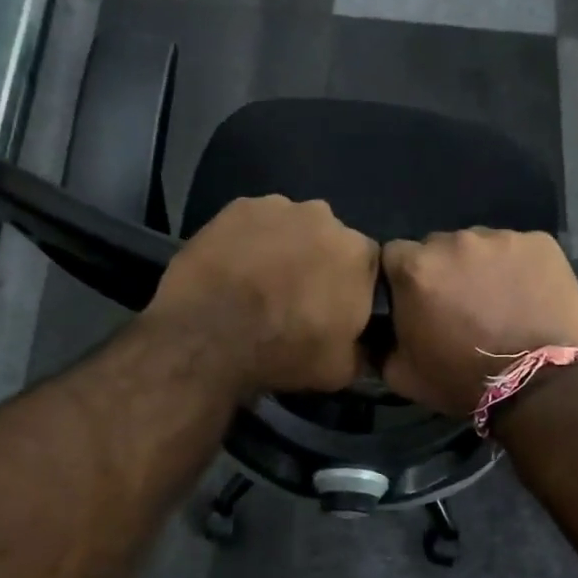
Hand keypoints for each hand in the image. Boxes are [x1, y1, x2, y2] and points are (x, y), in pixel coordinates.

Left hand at [147, 195, 378, 395]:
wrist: (209, 335)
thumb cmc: (284, 352)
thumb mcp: (341, 370)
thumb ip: (362, 351)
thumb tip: (363, 347)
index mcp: (358, 254)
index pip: (367, 267)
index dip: (350, 289)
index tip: (332, 310)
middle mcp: (325, 218)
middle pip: (329, 240)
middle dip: (318, 263)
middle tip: (294, 297)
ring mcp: (279, 207)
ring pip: (292, 227)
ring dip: (284, 249)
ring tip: (259, 283)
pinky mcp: (238, 206)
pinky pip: (254, 224)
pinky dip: (250, 241)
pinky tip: (234, 268)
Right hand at [381, 229, 577, 417]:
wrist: (538, 385)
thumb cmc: (462, 380)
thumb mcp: (401, 374)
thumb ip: (380, 344)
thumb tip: (376, 333)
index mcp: (415, 268)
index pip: (395, 256)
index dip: (403, 278)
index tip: (416, 301)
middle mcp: (454, 241)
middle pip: (438, 247)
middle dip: (443, 271)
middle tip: (459, 305)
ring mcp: (500, 238)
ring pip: (480, 246)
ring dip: (481, 268)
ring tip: (498, 302)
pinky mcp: (540, 242)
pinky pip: (519, 250)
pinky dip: (518, 268)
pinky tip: (527, 296)